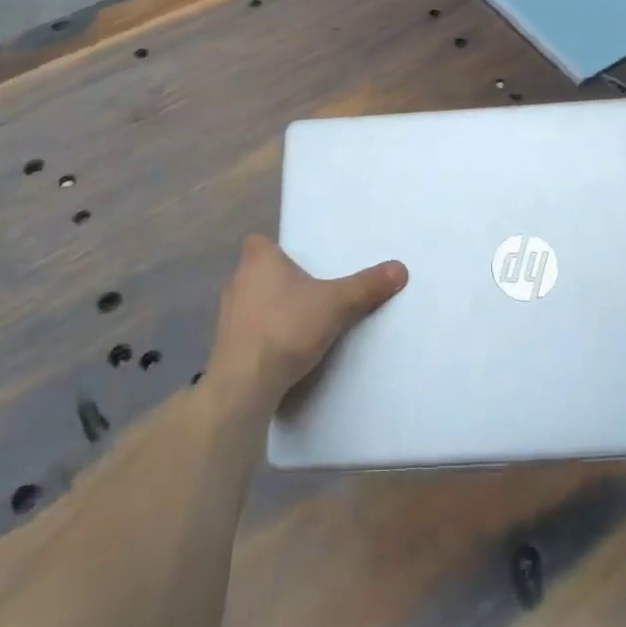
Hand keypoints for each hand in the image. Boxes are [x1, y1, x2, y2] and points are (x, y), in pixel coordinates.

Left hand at [209, 235, 407, 408]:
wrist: (244, 384)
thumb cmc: (287, 328)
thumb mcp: (336, 304)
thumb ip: (366, 286)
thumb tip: (400, 268)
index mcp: (258, 260)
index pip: (259, 242)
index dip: (277, 249)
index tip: (300, 262)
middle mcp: (237, 281)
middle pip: (259, 272)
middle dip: (282, 281)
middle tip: (312, 290)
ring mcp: (227, 315)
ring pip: (253, 302)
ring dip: (272, 310)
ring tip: (302, 322)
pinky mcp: (225, 346)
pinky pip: (249, 331)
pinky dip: (264, 336)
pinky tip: (285, 350)